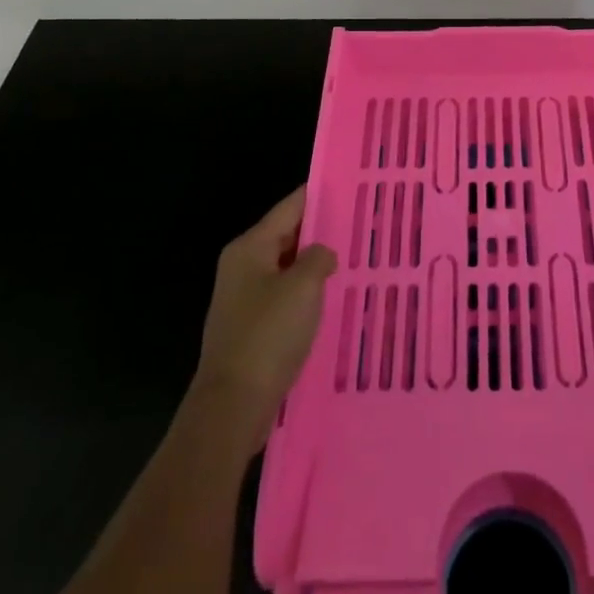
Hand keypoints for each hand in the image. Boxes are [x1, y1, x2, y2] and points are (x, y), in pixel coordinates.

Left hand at [190, 186, 336, 447]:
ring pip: (287, 270)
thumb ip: (319, 258)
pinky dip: (306, 296)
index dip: (318, 196)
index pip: (289, 208)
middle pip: (287, 237)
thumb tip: (322, 254)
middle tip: (361, 225)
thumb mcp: (303, 286)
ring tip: (353, 261)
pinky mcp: (250, 329)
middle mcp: (242, 267)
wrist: (232, 406)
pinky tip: (332, 302)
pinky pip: (284, 299)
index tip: (349, 186)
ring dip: (315, 267)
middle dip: (320, 233)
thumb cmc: (268, 335)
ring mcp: (244, 300)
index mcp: (249, 248)